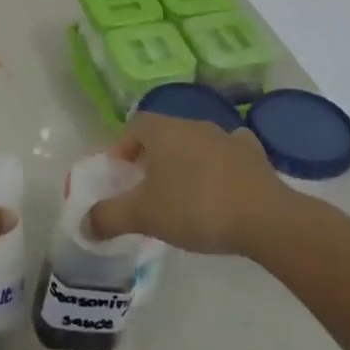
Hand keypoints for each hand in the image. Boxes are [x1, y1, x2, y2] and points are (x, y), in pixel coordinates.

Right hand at [88, 112, 289, 256]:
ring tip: (183, 194)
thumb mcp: (143, 216)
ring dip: (186, 162)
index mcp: (164, 131)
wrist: (264, 218)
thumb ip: (109, 217)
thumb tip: (84, 224)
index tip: (121, 174)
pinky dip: (221, 166)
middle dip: (152, 157)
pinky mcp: (255, 156)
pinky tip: (222, 186)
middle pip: (165, 134)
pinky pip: (230, 154)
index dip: (123, 146)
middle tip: (147, 189)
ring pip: (197, 143)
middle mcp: (194, 125)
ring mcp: (227, 138)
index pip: (135, 125)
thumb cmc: (195, 207)